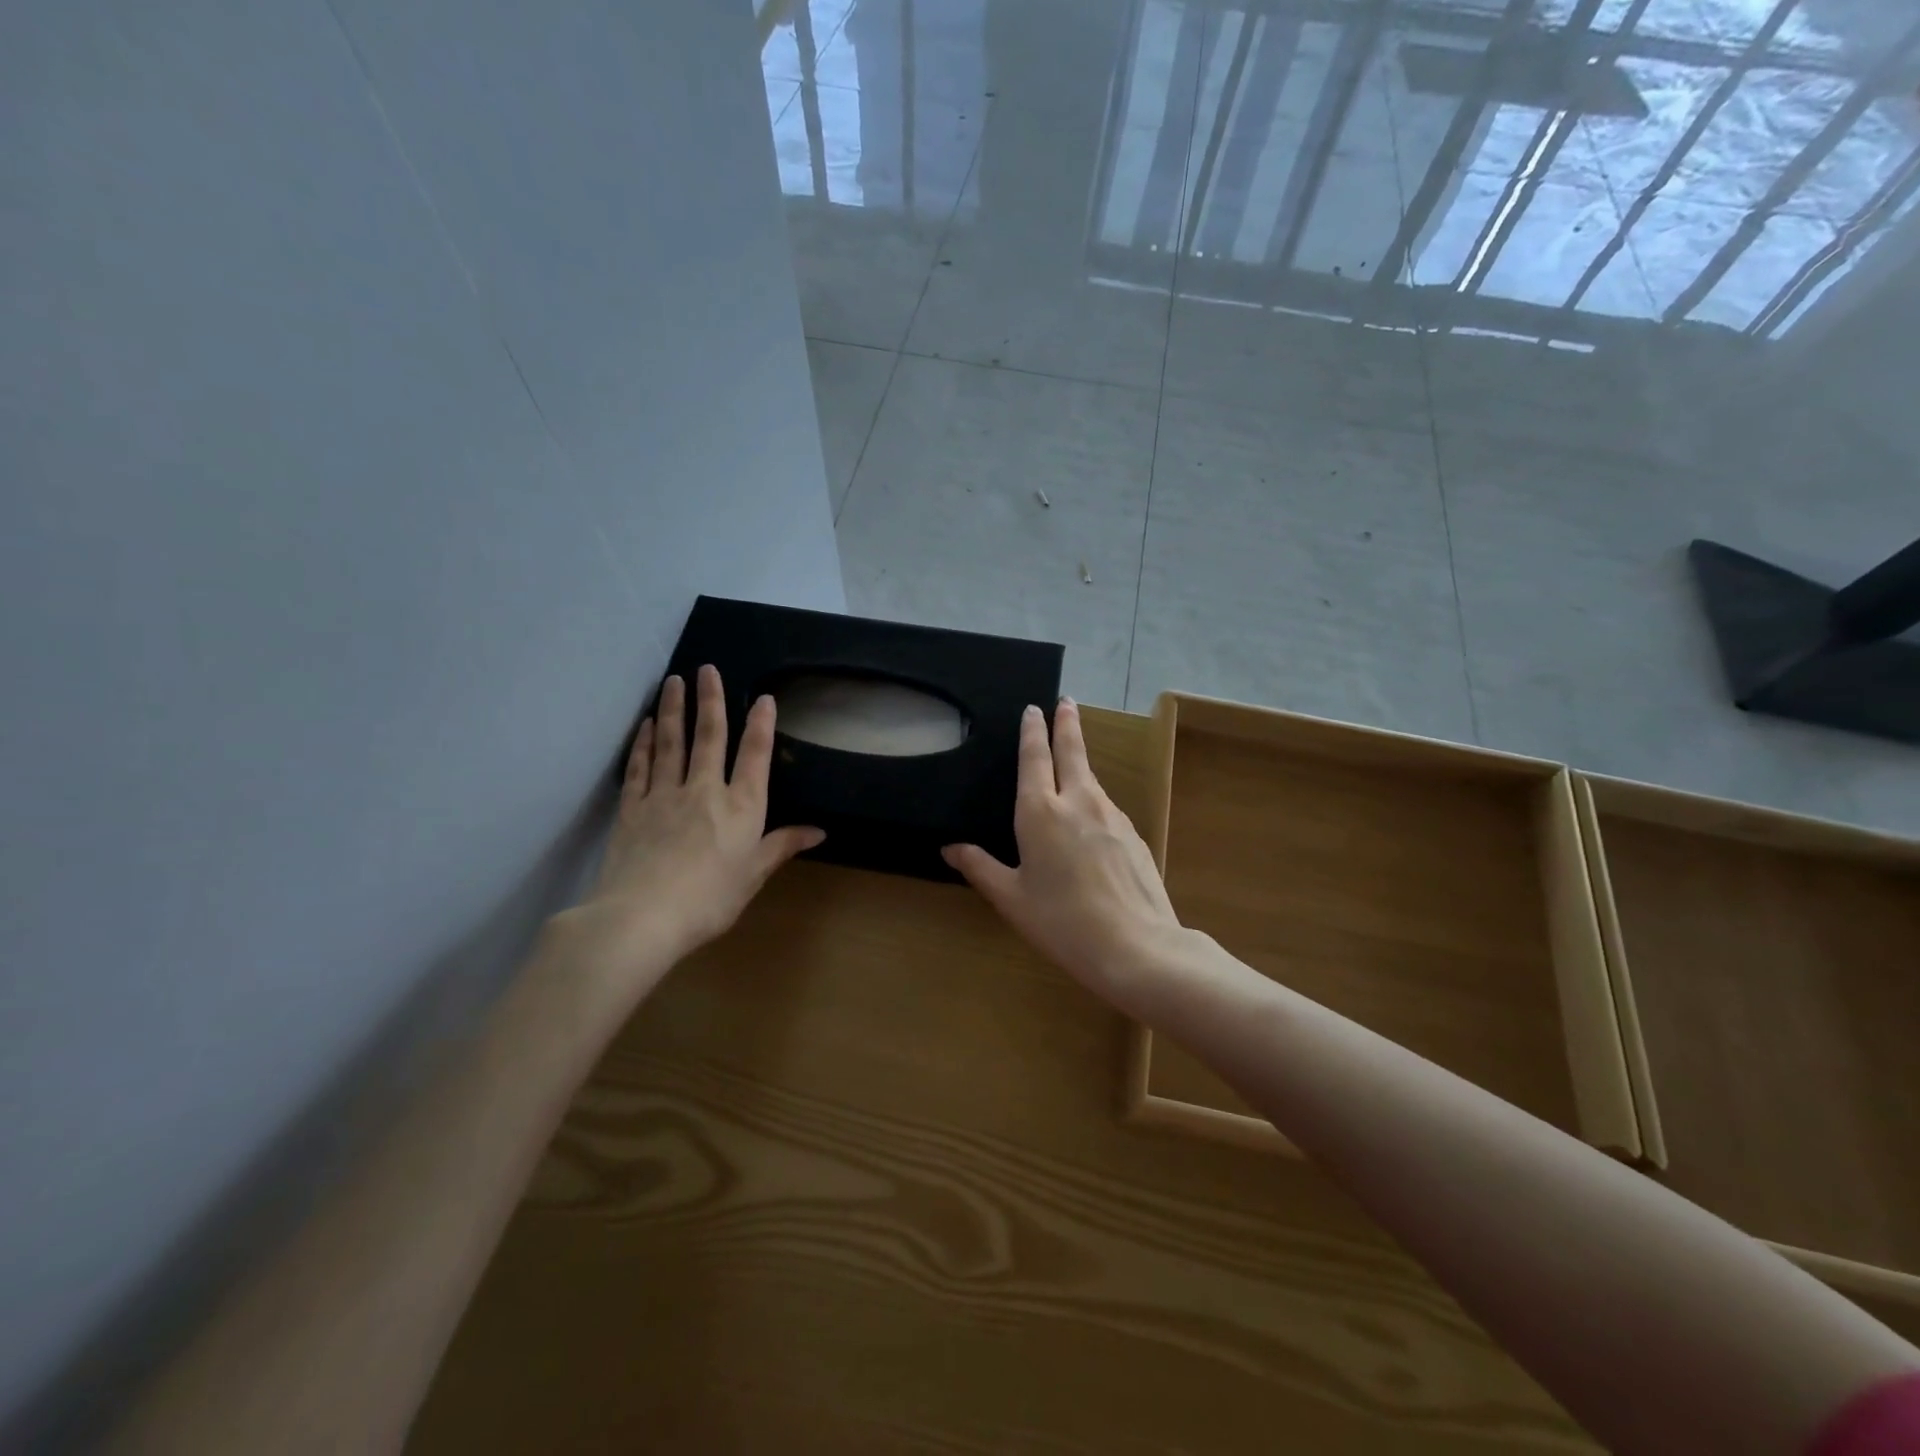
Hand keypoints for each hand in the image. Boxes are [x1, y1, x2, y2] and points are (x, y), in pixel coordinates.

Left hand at [566, 665, 822, 986]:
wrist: (642, 917)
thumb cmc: (710, 899)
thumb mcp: (754, 875)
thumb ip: (782, 846)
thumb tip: (819, 831)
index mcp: (741, 807)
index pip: (754, 755)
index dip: (761, 724)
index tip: (763, 698)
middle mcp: (704, 790)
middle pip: (709, 736)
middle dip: (710, 700)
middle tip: (706, 668)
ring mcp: (664, 795)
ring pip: (671, 742)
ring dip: (673, 710)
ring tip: (673, 681)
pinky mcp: (633, 808)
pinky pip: (640, 767)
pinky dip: (643, 744)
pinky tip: (646, 726)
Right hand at [942, 699, 1181, 1001]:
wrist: (1137, 946)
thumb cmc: (1062, 922)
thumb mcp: (1011, 899)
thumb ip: (980, 868)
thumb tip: (949, 848)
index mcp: (1041, 812)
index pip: (1034, 758)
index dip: (1033, 732)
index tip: (1034, 709)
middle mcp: (1079, 802)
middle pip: (1072, 752)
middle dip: (1067, 724)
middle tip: (1067, 701)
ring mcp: (1112, 816)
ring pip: (1091, 779)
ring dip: (1081, 761)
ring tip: (1072, 758)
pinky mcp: (1135, 834)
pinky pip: (1107, 807)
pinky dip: (1094, 800)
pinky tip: (1091, 821)